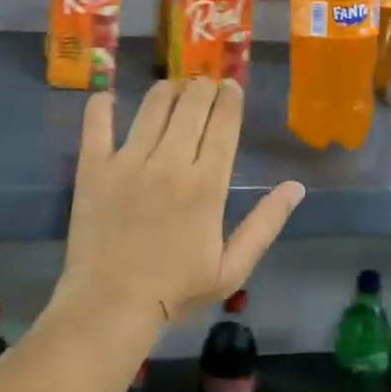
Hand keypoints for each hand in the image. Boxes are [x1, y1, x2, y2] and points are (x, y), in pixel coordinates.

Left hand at [63, 80, 303, 325]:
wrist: (111, 306)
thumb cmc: (176, 290)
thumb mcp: (232, 268)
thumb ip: (265, 224)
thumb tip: (296, 187)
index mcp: (206, 185)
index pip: (223, 125)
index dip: (230, 99)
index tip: (231, 86)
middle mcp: (170, 162)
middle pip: (191, 105)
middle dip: (203, 87)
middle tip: (204, 85)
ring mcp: (129, 161)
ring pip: (152, 106)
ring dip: (167, 90)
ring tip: (172, 88)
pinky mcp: (94, 167)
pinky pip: (98, 123)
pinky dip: (102, 105)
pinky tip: (109, 98)